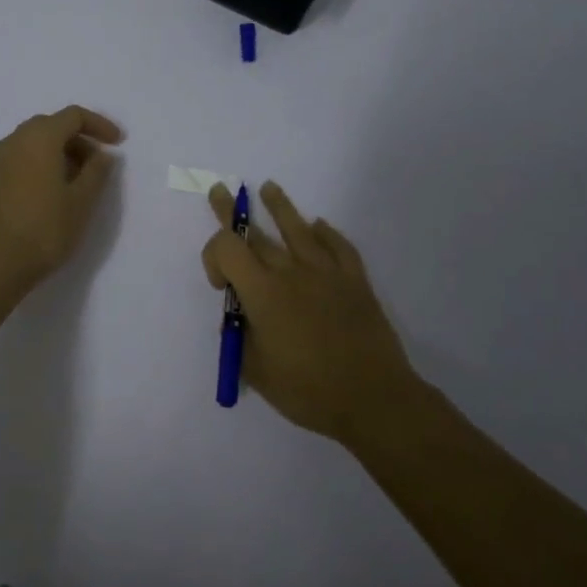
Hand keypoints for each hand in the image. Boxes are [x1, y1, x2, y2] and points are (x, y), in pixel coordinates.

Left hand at [0, 106, 122, 296]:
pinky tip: (50, 193)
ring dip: (59, 153)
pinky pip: (20, 159)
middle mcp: (14, 141)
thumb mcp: (81, 202)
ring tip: (77, 182)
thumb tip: (102, 154)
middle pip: (51, 126)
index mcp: (39, 138)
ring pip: (33, 143)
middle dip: (78, 140)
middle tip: (98, 165)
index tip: (118, 143)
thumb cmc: (44, 230)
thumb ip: (96, 172)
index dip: (99, 125)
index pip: (73, 116)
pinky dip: (40, 165)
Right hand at [203, 181, 417, 445]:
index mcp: (262, 292)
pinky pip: (338, 246)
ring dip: (280, 206)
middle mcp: (291, 272)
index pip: (226, 248)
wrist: (373, 399)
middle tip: (220, 191)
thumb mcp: (257, 370)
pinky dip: (326, 233)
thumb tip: (240, 318)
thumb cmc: (308, 390)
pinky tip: (319, 226)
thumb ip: (241, 338)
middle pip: (256, 232)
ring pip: (298, 229)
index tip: (220, 285)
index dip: (213, 256)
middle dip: (232, 212)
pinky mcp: (355, 281)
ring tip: (270, 187)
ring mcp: (326, 272)